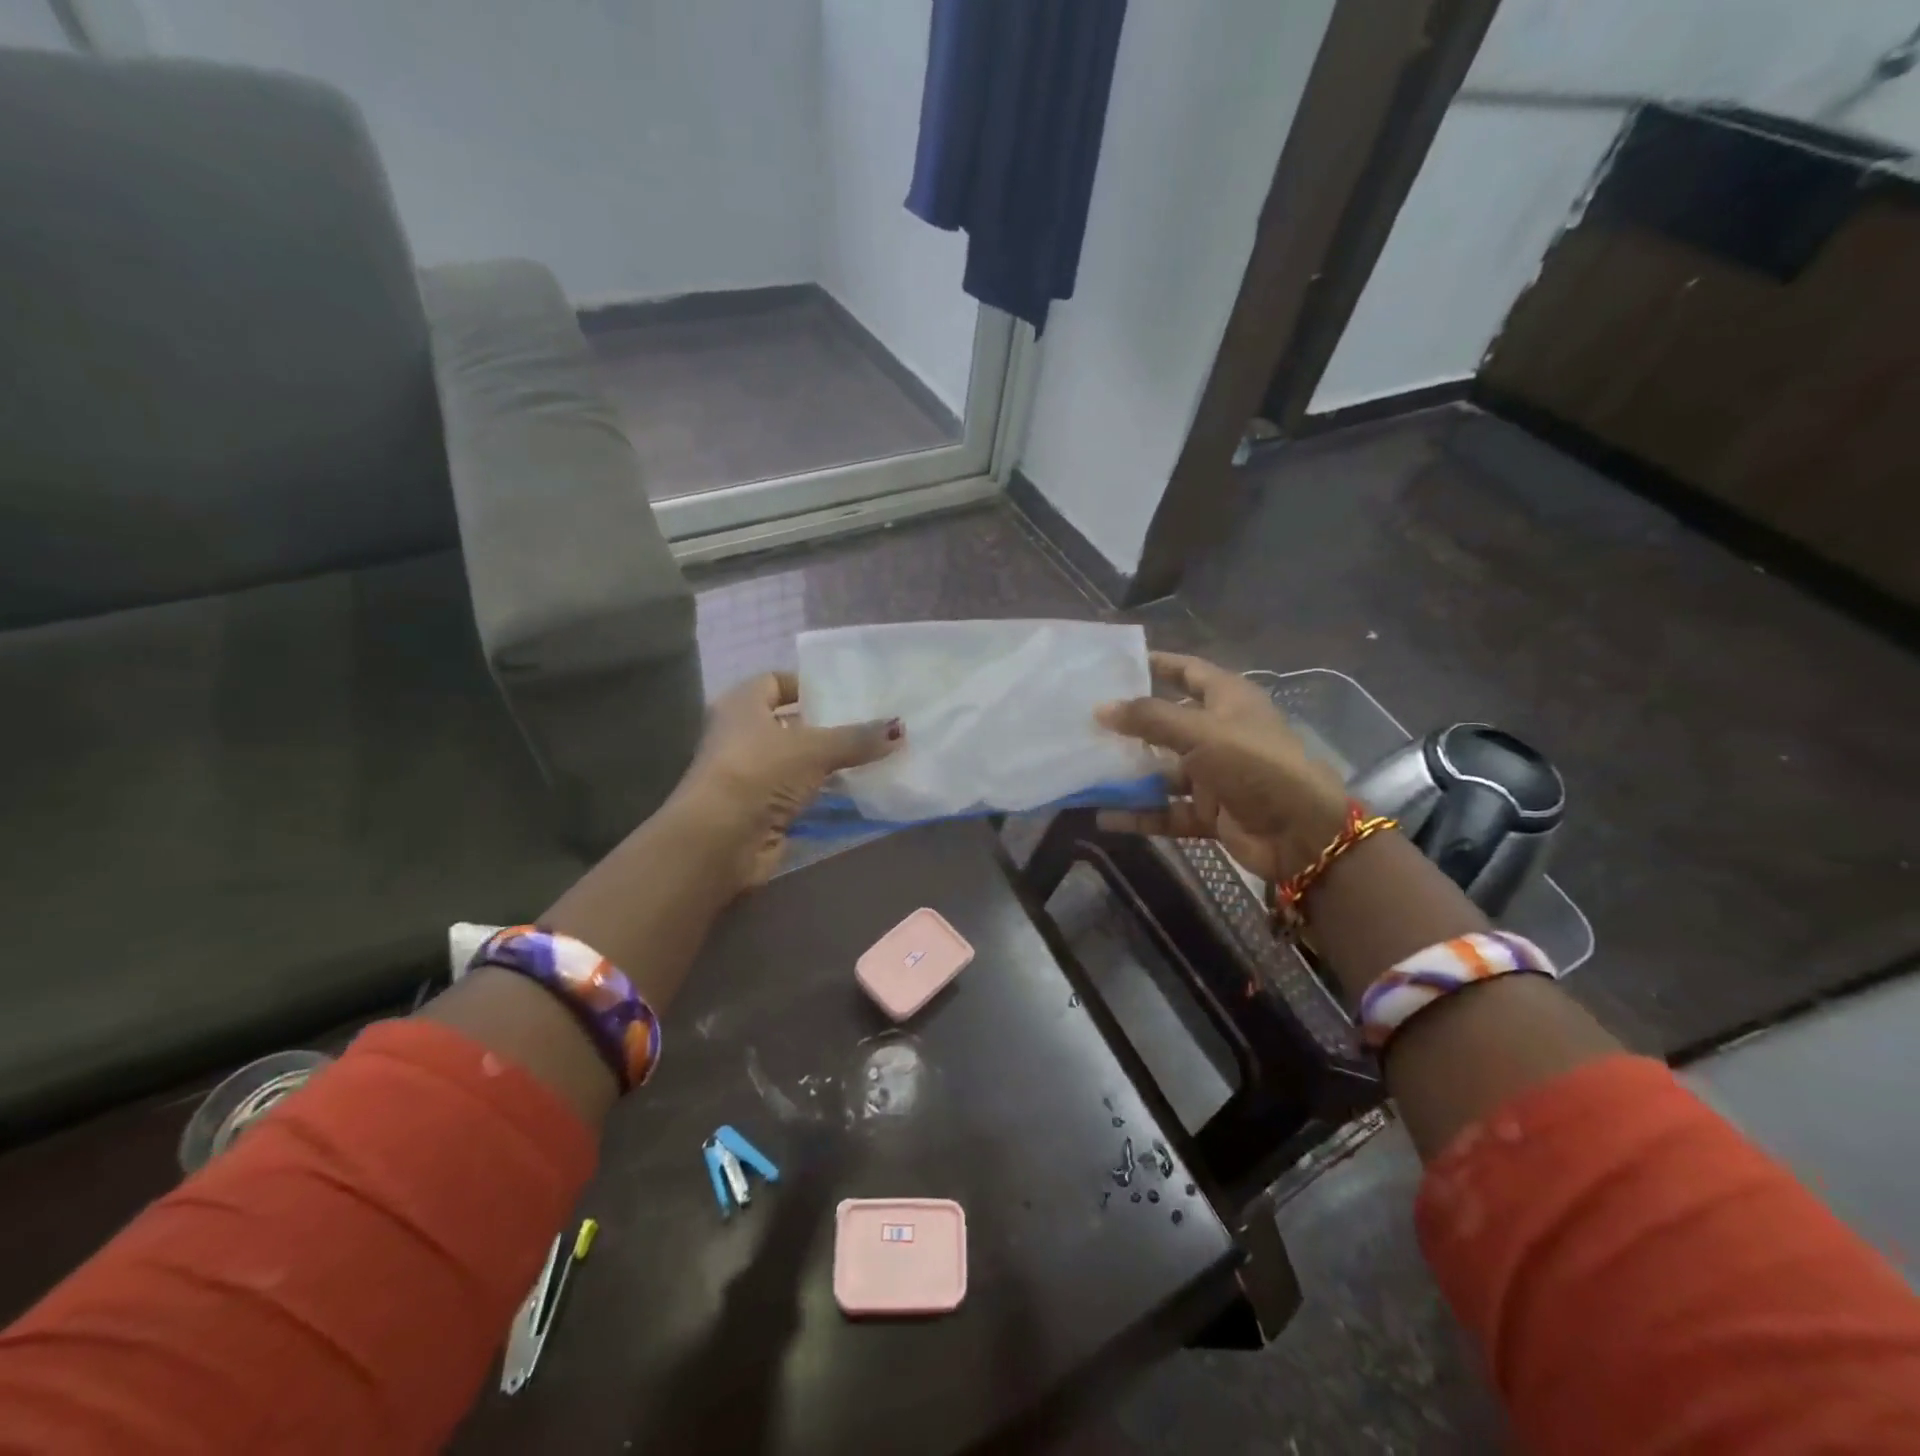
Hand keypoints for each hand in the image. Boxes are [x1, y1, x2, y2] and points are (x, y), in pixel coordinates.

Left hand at [672, 671, 901, 889]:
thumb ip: (857, 738)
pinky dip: (825, 793)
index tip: (846, 692)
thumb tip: (899, 728)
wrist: (720, 840)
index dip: (807, 685)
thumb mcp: (814, 748)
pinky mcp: (762, 810)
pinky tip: (858, 790)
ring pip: (798, 762)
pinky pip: (801, 793)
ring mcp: (751, 776)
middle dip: (828, 725)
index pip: (775, 682)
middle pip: (790, 724)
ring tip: (875, 756)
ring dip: (830, 763)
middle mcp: (741, 736)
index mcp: (741, 705)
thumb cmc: (759, 772)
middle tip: (871, 723)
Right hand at [1094, 653, 1349, 880]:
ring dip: (1128, 774)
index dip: (1157, 665)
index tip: (1115, 665)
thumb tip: (1101, 708)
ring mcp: (1214, 775)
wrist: (1301, 833)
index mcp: (1228, 700)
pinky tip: (1103, 816)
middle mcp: (1220, 733)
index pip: (1188, 672)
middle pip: (1167, 723)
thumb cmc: (1254, 765)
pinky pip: (1166, 810)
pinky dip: (1139, 814)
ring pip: (1162, 771)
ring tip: (1085, 770)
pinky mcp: (1209, 812)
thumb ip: (1149, 719)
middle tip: (1085, 722)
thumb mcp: (1201, 732)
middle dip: (1130, 725)